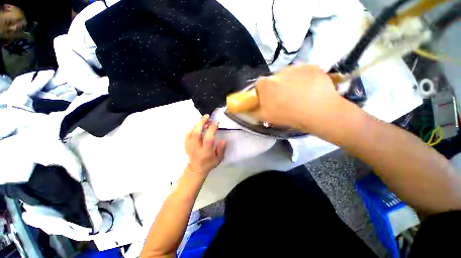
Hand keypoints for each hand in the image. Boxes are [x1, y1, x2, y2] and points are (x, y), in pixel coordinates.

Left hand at [185, 115, 226, 175]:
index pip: (208, 138)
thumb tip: (223, 140)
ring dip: (197, 124)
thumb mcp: (219, 159)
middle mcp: (196, 148)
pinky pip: (187, 134)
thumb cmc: (209, 164)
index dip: (212, 129)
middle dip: (202, 122)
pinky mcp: (186, 144)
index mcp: (206, 152)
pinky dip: (192, 128)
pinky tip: (197, 127)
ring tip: (204, 119)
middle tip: (207, 116)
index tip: (216, 122)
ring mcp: (190, 146)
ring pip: (191, 132)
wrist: (196, 169)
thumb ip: (221, 149)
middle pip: (196, 133)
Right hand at [253, 64, 345, 132]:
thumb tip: (246, 109)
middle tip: (286, 99)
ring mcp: (296, 67)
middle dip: (277, 88)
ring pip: (290, 75)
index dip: (264, 94)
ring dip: (291, 82)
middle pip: (275, 80)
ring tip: (300, 95)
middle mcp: (278, 72)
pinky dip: (305, 79)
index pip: (260, 86)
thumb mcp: (265, 117)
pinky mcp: (312, 66)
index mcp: (265, 84)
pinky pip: (304, 72)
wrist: (317, 111)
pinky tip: (311, 89)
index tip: (270, 101)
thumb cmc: (287, 115)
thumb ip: (253, 111)